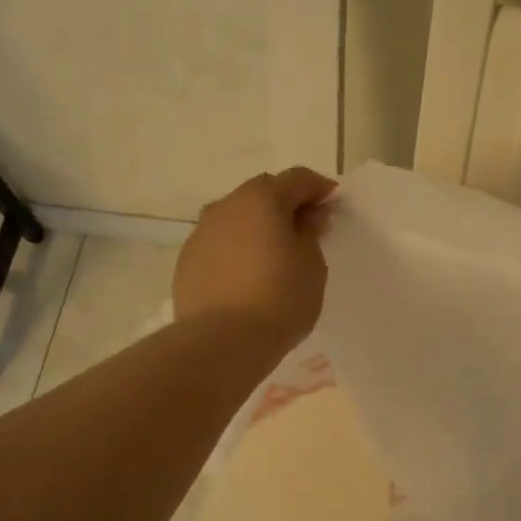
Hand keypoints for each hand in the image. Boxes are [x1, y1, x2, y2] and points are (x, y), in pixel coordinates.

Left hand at [174, 167, 335, 351]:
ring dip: (256, 226)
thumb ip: (310, 233)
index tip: (333, 204)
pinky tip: (246, 274)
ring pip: (235, 217)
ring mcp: (201, 233)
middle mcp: (226, 206)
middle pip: (262, 192)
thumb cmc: (280, 298)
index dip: (318, 188)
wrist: (223, 341)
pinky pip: (218, 244)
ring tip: (272, 253)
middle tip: (304, 228)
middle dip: (285, 203)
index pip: (297, 179)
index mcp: (262, 199)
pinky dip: (236, 249)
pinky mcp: (187, 261)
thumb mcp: (312, 265)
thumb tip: (307, 217)